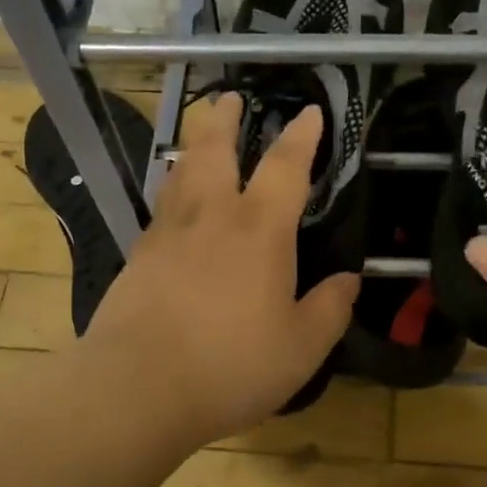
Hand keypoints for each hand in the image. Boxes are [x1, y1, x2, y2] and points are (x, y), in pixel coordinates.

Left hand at [77, 94, 357, 448]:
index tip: (308, 112)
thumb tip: (349, 281)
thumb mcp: (300, 348)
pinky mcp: (137, 258)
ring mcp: (167, 234)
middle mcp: (211, 217)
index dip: (301, 137)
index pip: (286, 168)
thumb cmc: (231, 366)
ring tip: (202, 137)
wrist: (137, 388)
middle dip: (226, 120)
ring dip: (195, 147)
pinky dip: (172, 190)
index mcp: (259, 231)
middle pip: (216, 150)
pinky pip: (161, 208)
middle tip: (231, 98)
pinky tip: (174, 203)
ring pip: (181, 173)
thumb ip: (329, 309)